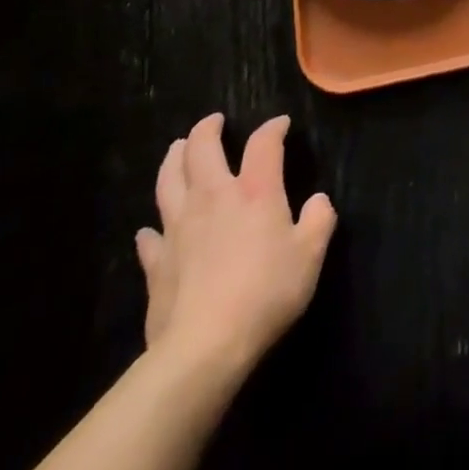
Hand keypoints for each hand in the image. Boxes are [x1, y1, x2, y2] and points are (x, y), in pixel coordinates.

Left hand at [134, 113, 336, 392]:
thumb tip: (318, 201)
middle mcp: (213, 197)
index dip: (273, 128)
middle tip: (213, 122)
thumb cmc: (265, 294)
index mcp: (255, 191)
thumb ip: (318, 221)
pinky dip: (152, 228)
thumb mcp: (310, 256)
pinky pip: (150, 237)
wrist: (204, 347)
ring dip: (173, 159)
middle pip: (201, 149)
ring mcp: (179, 228)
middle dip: (207, 129)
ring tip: (177, 149)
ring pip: (168, 180)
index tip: (280, 124)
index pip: (263, 144)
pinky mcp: (157, 262)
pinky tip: (152, 229)